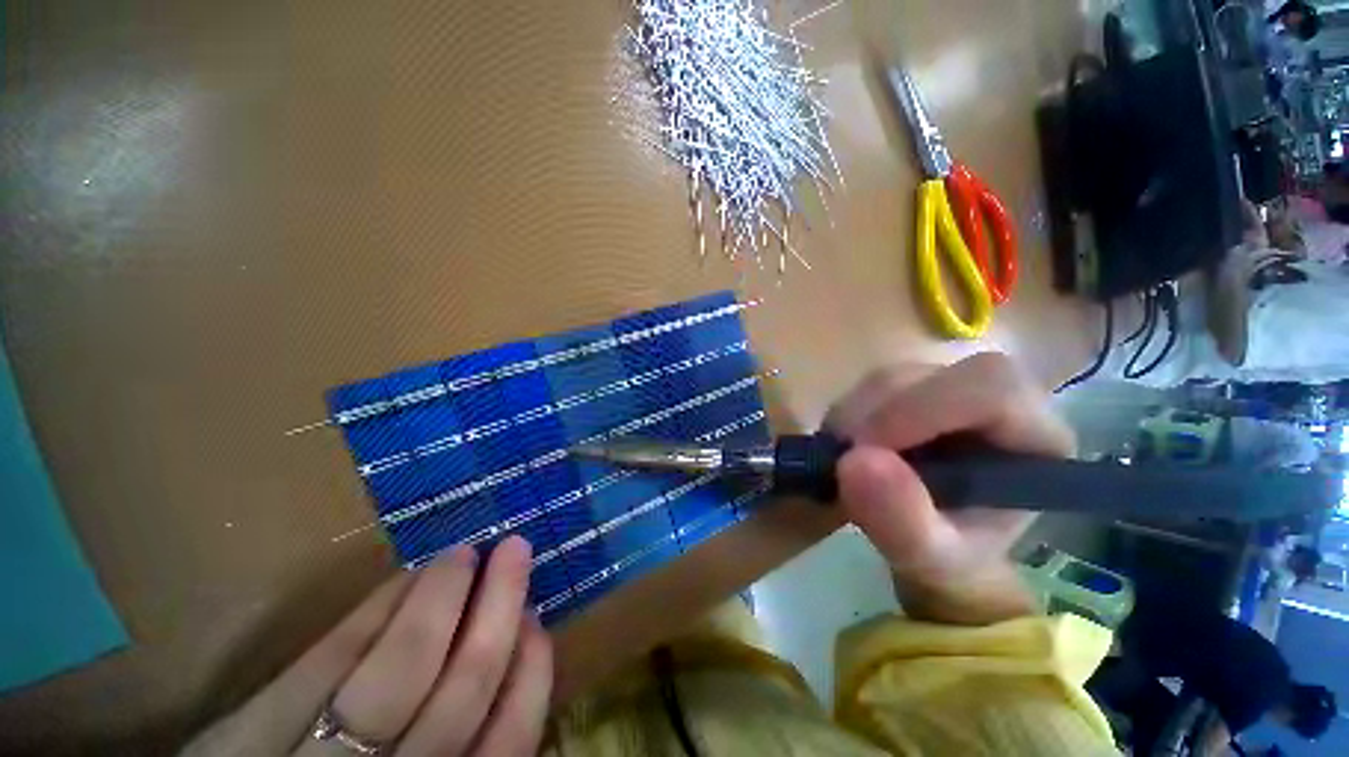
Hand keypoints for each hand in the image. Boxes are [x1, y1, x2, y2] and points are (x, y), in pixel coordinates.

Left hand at [184, 537, 551, 756]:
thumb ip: (463, 745)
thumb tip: (507, 657)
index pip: (505, 746)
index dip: (529, 679)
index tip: (537, 620)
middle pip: (460, 696)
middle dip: (497, 610)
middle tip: (516, 549)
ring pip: (401, 671)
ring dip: (443, 597)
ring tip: (465, 552)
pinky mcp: (249, 735)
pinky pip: (328, 660)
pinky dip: (378, 610)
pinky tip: (406, 577)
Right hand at [824, 353, 1074, 625]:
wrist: (936, 544)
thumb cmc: (952, 556)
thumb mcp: (931, 561)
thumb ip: (903, 522)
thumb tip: (852, 463)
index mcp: (1035, 436)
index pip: (990, 388)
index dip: (922, 409)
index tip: (867, 451)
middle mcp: (995, 398)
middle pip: (929, 375)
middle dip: (876, 416)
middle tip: (847, 461)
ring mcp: (946, 387)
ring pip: (889, 378)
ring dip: (854, 418)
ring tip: (847, 464)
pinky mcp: (909, 388)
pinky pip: (866, 388)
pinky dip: (846, 418)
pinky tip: (847, 450)